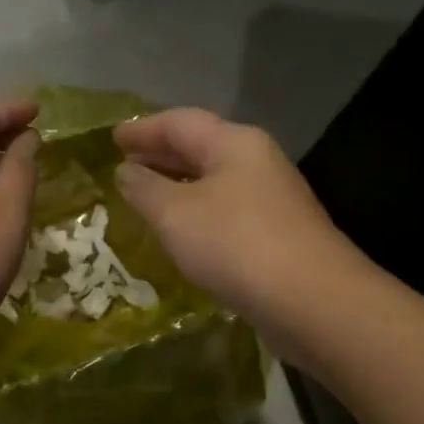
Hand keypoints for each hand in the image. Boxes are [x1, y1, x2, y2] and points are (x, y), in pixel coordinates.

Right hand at [114, 108, 360, 329]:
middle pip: (200, 147)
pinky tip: (181, 232)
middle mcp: (256, 162)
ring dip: (177, 185)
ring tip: (145, 196)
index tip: (112, 138)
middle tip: (124, 164)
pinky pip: (225, 210)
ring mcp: (271, 199)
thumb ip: (145, 189)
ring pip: (213, 181)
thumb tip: (126, 171)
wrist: (311, 301)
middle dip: (160, 154)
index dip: (142, 129)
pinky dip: (196, 212)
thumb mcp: (175, 214)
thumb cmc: (235, 244)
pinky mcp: (276, 234)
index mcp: (234, 143)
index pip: (179, 122)